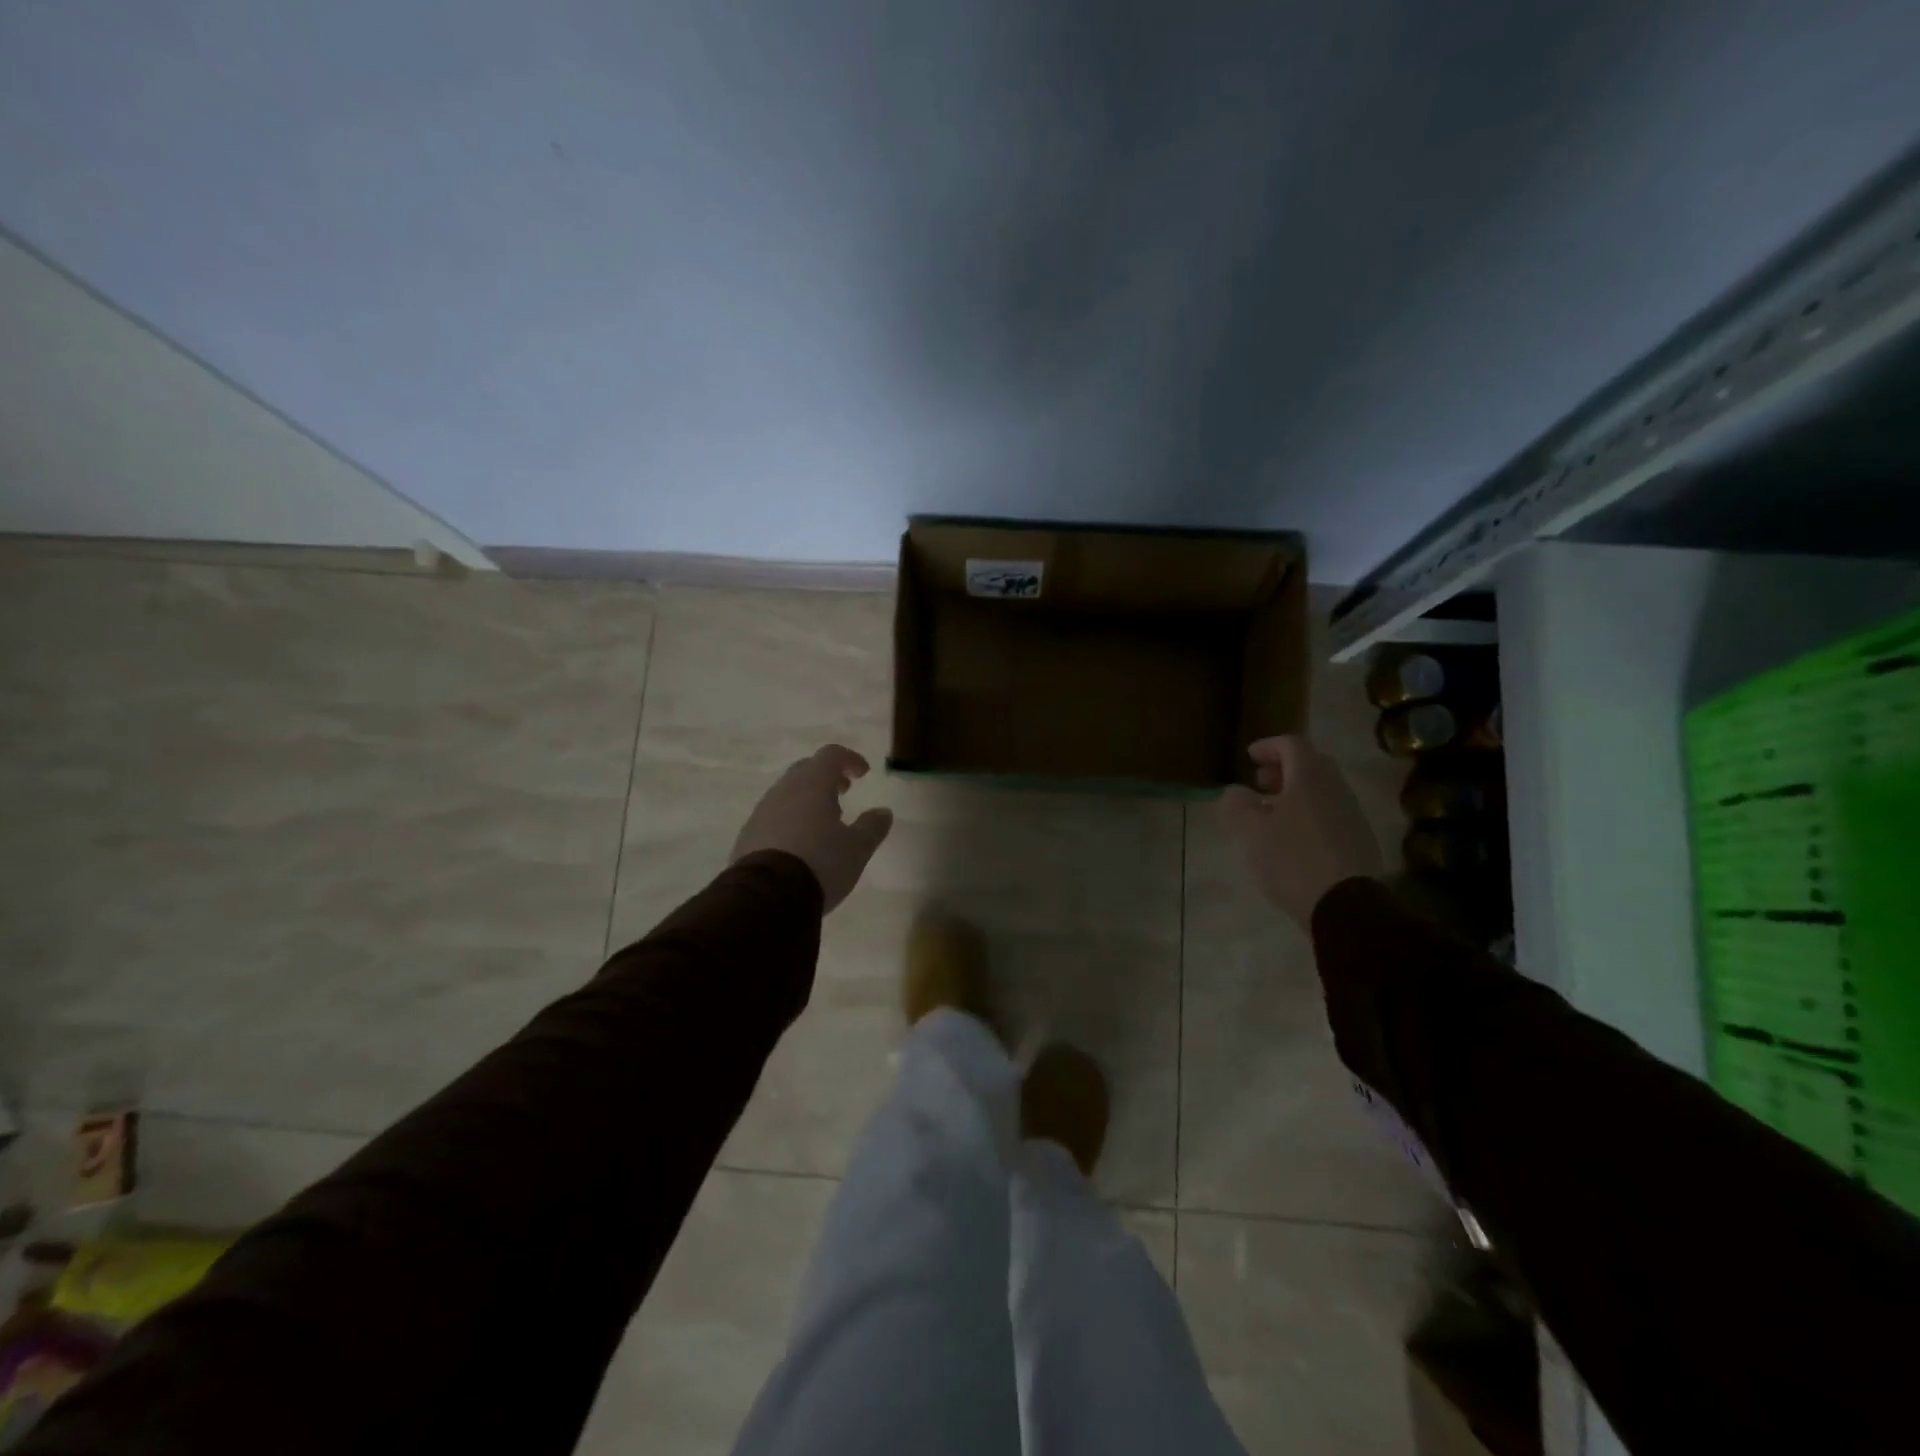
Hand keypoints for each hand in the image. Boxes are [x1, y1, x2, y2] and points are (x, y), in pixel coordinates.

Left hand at [731, 745, 893, 911]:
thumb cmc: (820, 863)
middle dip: (826, 777)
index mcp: (812, 784)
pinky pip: (772, 817)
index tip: (863, 774)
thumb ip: (872, 827)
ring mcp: (761, 812)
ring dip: (807, 800)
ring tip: (823, 824)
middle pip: (806, 770)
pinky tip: (799, 846)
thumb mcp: (857, 848)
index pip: (831, 755)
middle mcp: (783, 791)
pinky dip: (789, 820)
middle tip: (843, 793)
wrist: (766, 897)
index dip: (850, 759)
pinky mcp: (747, 836)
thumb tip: (883, 812)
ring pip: (786, 794)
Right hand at [1220, 735, 1383, 929]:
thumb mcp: (1249, 830)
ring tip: (1271, 814)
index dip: (1268, 746)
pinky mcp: (1359, 841)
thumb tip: (1235, 792)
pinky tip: (1293, 840)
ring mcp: (1352, 815)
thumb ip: (1236, 803)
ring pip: (1322, 791)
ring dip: (1296, 794)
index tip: (1249, 757)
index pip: (1291, 743)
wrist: (1345, 906)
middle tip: (1260, 782)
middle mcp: (1335, 788)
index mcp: (1309, 777)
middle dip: (1283, 769)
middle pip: (1311, 765)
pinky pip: (1330, 815)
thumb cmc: (1291, 858)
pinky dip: (1309, 815)